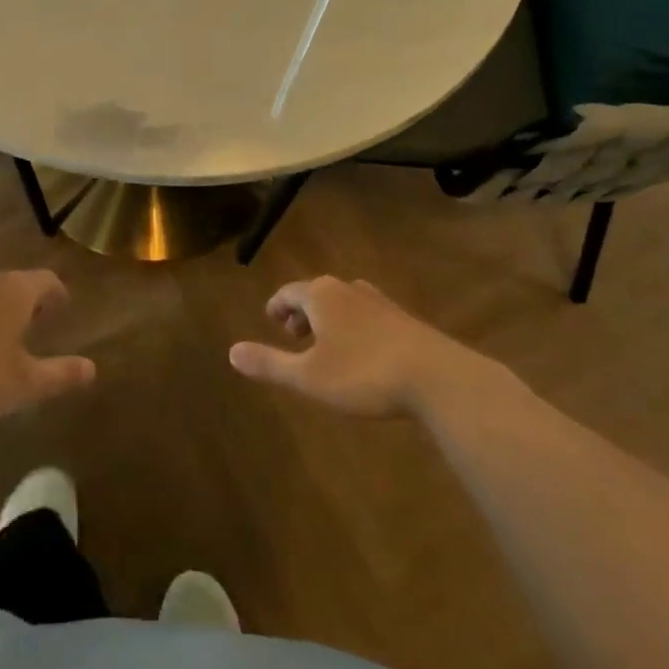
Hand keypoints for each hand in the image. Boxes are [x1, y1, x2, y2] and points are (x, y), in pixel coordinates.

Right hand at [229, 276, 450, 417]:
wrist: (437, 378)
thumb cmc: (363, 374)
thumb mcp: (309, 376)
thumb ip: (269, 363)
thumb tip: (231, 352)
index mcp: (321, 295)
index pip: (288, 292)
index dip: (276, 306)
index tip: (271, 320)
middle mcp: (348, 289)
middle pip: (316, 293)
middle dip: (302, 313)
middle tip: (294, 337)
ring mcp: (379, 302)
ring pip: (343, 303)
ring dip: (329, 320)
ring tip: (326, 345)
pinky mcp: (404, 319)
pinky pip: (367, 315)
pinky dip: (354, 327)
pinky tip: (362, 353)